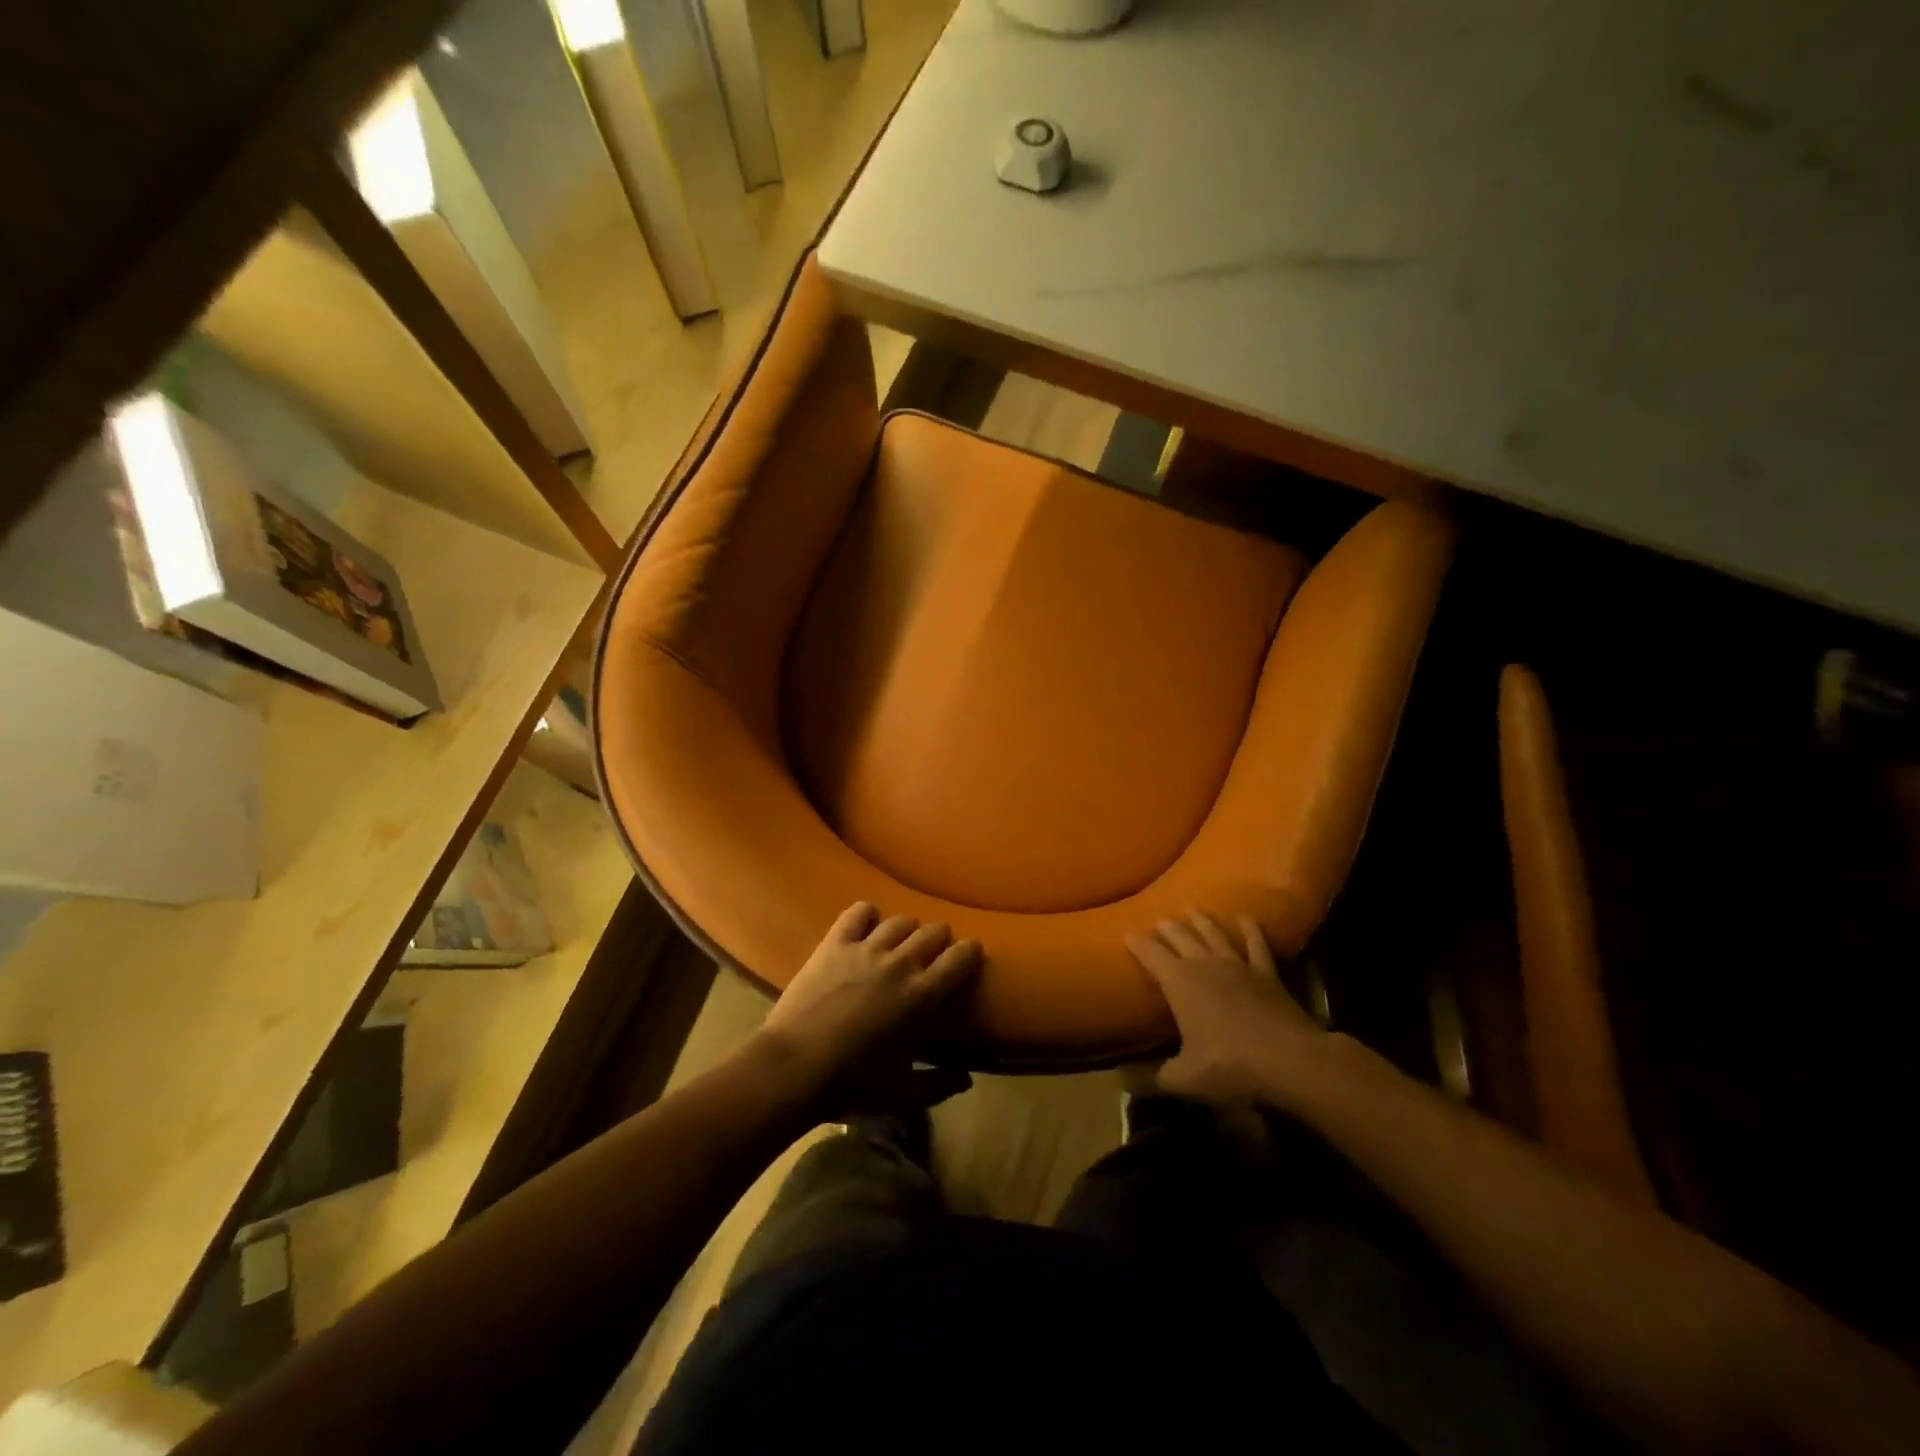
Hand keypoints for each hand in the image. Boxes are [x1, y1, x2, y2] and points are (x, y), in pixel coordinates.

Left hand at [757, 902, 982, 1116]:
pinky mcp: (834, 943)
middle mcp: (899, 963)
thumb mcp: (902, 1094)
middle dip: (940, 940)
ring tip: (900, 944)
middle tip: (933, 957)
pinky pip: (858, 912)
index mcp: (921, 995)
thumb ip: (939, 1085)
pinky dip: (867, 915)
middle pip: (934, 931)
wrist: (793, 1066)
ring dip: (907, 930)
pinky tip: (866, 927)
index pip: (961, 958)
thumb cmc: (851, 1083)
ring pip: (900, 920)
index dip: (970, 953)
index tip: (970, 958)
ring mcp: (865, 948)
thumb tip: (966, 1079)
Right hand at [1126, 912, 1325, 1107]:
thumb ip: (1149, 1077)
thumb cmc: (1231, 1066)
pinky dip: (1251, 930)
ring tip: (1192, 908)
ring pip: (1214, 935)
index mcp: (1178, 982)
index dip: (1137, 943)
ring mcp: (1238, 965)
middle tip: (1158, 919)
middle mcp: (1204, 964)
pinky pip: (1257, 945)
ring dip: (1202, 921)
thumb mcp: (1183, 1078)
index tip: (1127, 933)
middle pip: (1181, 938)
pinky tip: (1247, 917)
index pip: (1150, 954)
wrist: (1291, 1061)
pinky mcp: (1267, 973)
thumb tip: (1118, 1080)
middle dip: (1167, 928)